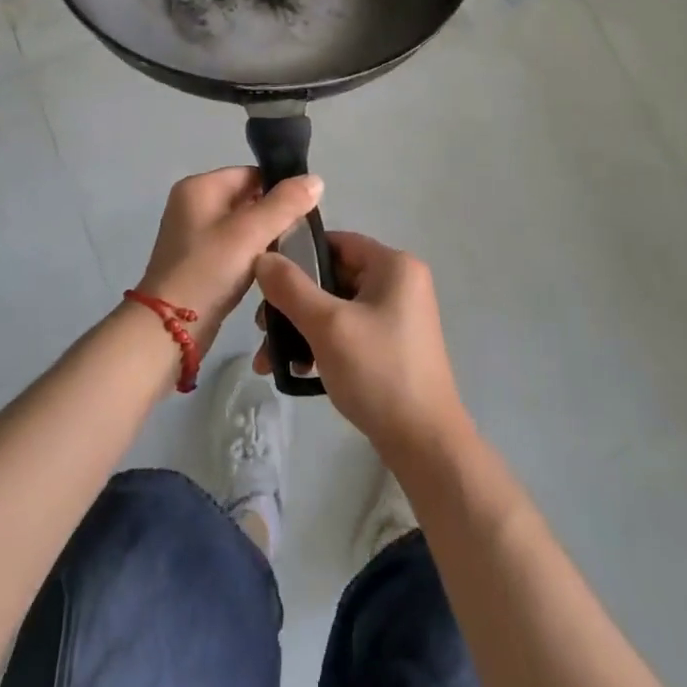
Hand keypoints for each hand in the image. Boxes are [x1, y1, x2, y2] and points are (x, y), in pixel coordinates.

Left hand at [135, 168, 323, 358]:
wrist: (170, 328)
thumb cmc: (209, 270)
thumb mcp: (250, 232)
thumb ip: (285, 204)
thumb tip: (315, 179)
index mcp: (199, 187)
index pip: (251, 174)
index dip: (280, 189)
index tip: (305, 212)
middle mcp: (193, 203)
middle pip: (247, 197)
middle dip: (274, 214)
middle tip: (300, 235)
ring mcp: (194, 233)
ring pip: (243, 224)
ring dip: (265, 236)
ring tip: (289, 252)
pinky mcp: (199, 260)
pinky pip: (234, 246)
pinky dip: (252, 253)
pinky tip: (269, 268)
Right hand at [252, 231, 469, 463]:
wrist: (424, 444)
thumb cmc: (378, 372)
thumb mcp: (327, 325)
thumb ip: (290, 287)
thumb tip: (262, 257)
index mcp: (394, 265)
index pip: (336, 242)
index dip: (297, 255)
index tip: (264, 279)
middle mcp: (400, 283)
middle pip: (332, 277)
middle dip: (293, 303)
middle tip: (262, 328)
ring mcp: (398, 316)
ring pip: (336, 307)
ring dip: (301, 329)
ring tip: (269, 359)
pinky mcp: (392, 345)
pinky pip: (348, 330)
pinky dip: (321, 344)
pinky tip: (297, 371)